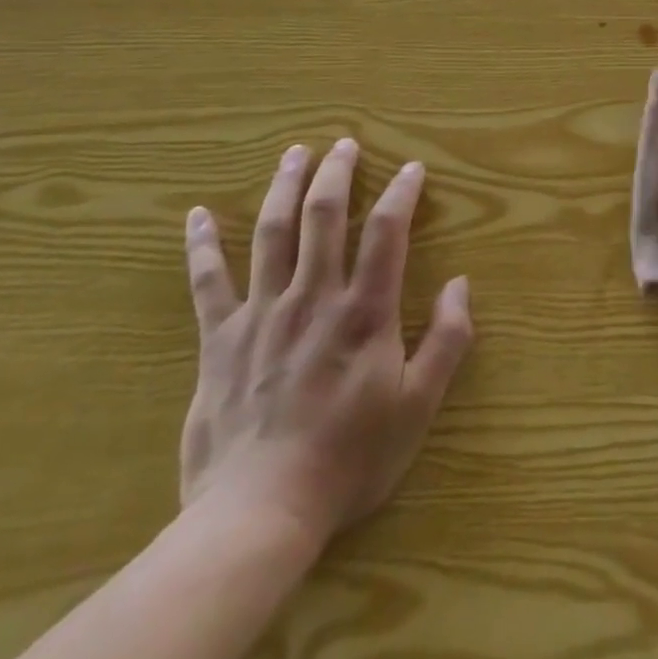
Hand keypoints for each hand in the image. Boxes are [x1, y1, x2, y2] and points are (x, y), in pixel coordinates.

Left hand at [179, 140, 472, 548]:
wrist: (257, 515)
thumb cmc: (348, 459)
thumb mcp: (417, 406)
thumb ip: (446, 340)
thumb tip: (460, 284)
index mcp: (363, 311)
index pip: (386, 232)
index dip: (401, 193)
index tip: (411, 168)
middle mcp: (313, 297)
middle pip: (324, 216)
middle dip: (337, 173)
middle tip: (344, 143)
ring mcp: (262, 314)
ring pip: (272, 233)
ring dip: (284, 188)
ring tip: (294, 154)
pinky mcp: (220, 340)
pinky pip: (208, 283)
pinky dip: (202, 246)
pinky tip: (197, 215)